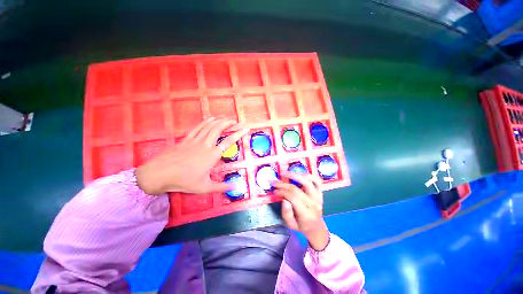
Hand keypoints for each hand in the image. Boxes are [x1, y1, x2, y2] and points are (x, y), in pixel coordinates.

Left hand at [135, 117, 248, 194]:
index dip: (238, 134)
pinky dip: (205, 122)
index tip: (245, 128)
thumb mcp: (204, 187)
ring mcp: (195, 140)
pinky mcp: (186, 139)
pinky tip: (210, 118)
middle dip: (228, 123)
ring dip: (219, 121)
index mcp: (212, 155)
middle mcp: (206, 145)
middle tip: (235, 121)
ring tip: (226, 118)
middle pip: (218, 129)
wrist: (159, 174)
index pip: (228, 142)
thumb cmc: (183, 181)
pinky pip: (198, 127)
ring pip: (209, 126)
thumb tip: (236, 187)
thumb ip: (221, 187)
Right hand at [274, 172, 329, 250]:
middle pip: (297, 189)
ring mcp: (318, 197)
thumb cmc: (301, 226)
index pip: (293, 198)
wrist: (316, 227)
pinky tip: (299, 173)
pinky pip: (317, 180)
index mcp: (306, 214)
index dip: (282, 192)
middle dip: (283, 184)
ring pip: (307, 182)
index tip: (274, 191)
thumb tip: (283, 200)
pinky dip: (308, 175)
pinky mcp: (320, 192)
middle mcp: (313, 204)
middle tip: (275, 182)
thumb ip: (287, 214)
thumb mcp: (291, 225)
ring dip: (295, 175)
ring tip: (285, 173)